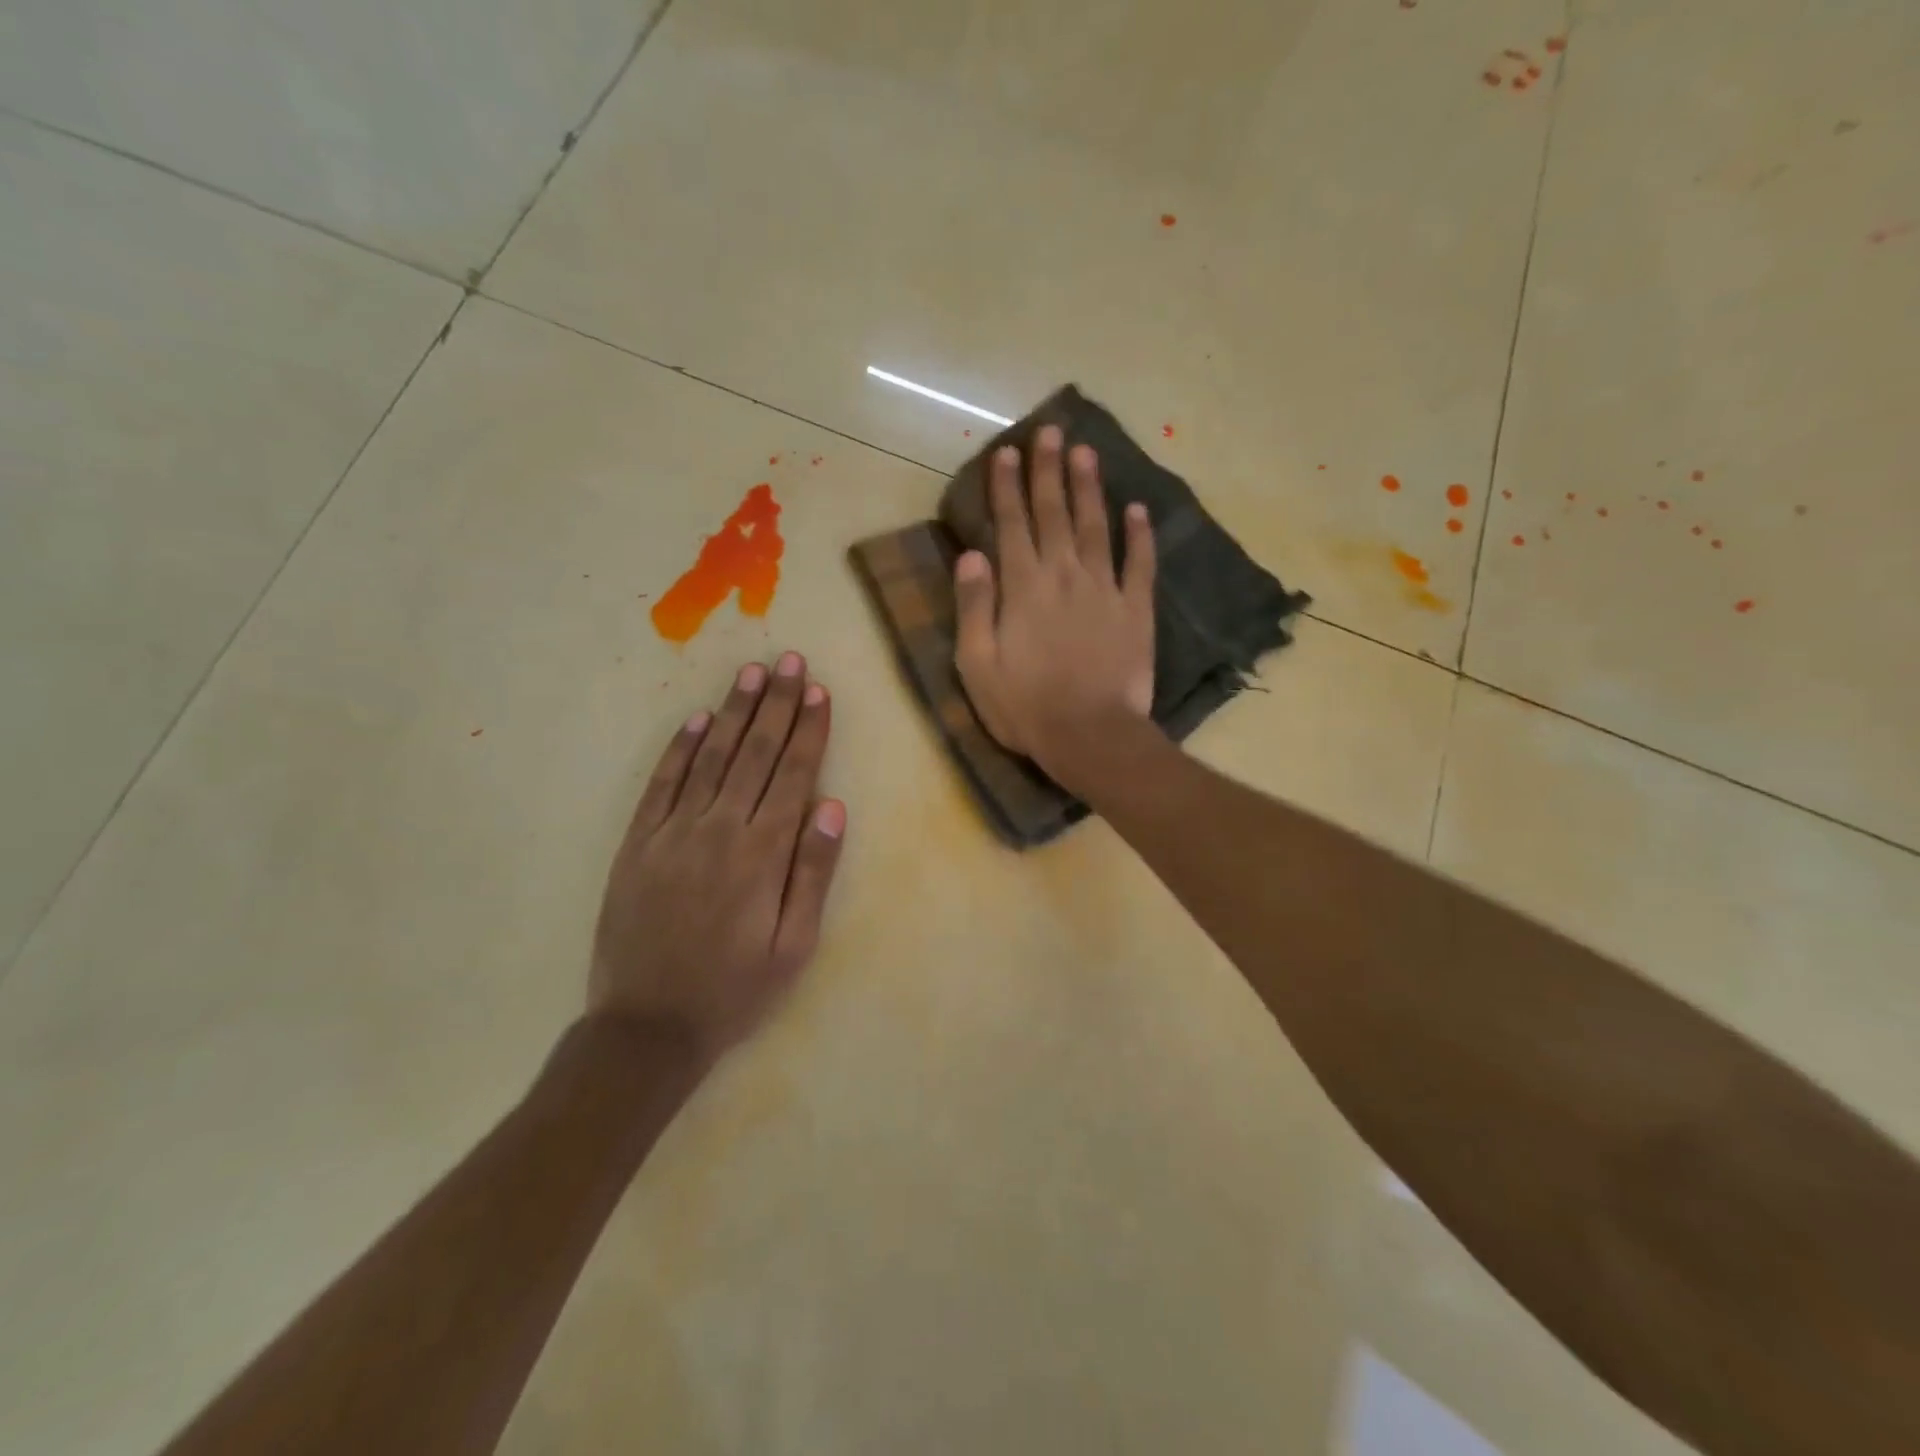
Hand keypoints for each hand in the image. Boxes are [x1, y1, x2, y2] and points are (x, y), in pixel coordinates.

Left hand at [589, 652, 846, 1064]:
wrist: (646, 1027)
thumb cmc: (734, 990)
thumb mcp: (793, 946)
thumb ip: (813, 872)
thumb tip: (832, 806)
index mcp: (762, 854)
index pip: (792, 775)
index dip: (808, 731)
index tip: (818, 691)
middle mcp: (718, 830)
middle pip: (754, 754)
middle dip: (776, 704)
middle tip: (788, 660)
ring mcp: (672, 833)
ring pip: (710, 758)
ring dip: (733, 712)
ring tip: (751, 674)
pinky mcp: (637, 844)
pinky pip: (661, 784)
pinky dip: (680, 749)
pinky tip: (696, 721)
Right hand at [953, 425, 1155, 782]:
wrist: (1091, 736)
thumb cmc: (1025, 707)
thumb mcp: (977, 665)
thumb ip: (974, 607)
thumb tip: (971, 556)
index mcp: (1023, 588)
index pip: (1012, 525)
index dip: (1008, 487)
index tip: (1007, 452)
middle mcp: (1064, 576)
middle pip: (1055, 514)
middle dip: (1049, 471)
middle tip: (1050, 431)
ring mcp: (1105, 590)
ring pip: (1096, 527)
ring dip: (1090, 488)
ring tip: (1086, 452)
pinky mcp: (1136, 611)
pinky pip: (1140, 565)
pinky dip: (1140, 536)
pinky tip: (1139, 510)